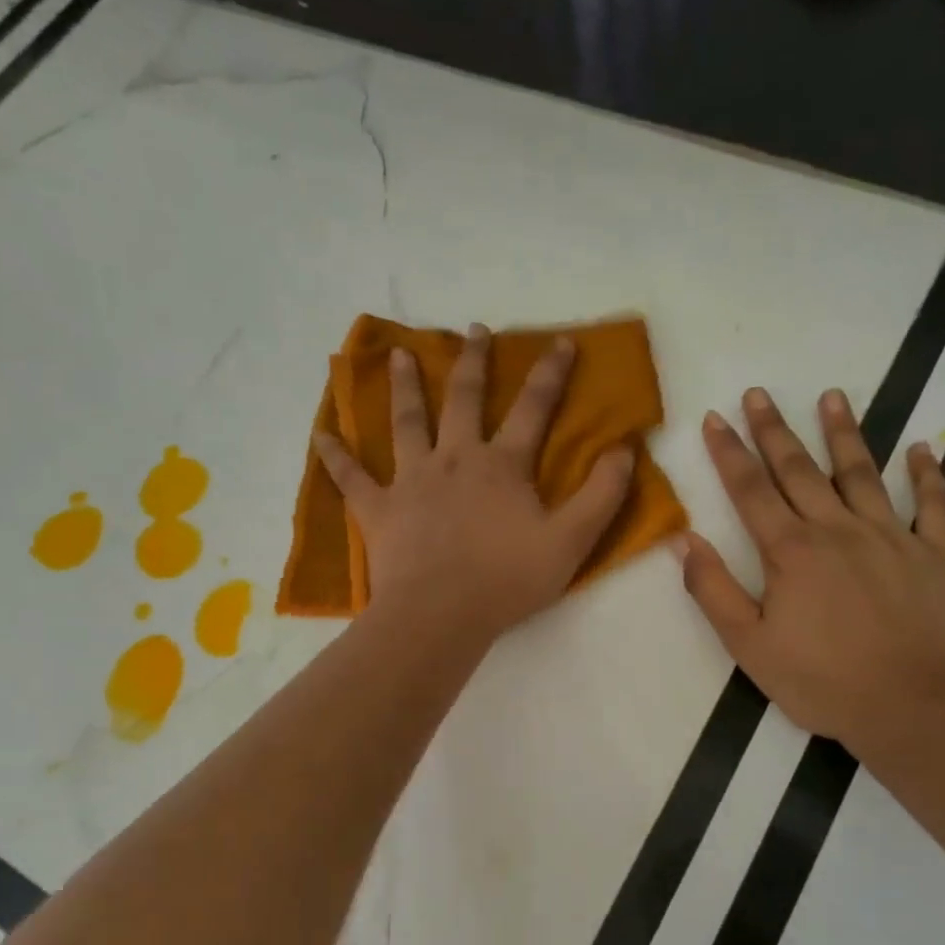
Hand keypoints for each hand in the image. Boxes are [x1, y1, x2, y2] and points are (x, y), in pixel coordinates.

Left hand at [314, 325, 635, 642]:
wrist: (440, 614)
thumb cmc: (508, 579)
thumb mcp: (572, 541)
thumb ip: (602, 495)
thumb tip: (624, 450)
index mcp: (502, 465)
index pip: (533, 409)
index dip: (551, 374)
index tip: (561, 342)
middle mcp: (454, 459)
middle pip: (463, 399)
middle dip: (473, 362)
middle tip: (474, 330)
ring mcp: (411, 481)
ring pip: (406, 422)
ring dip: (405, 386)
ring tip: (401, 355)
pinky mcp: (378, 509)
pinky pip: (351, 477)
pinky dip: (335, 455)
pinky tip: (320, 433)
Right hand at [676, 386, 944, 754]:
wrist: (910, 708)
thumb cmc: (821, 681)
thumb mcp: (749, 646)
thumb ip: (713, 590)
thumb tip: (685, 540)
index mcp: (791, 551)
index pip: (751, 490)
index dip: (729, 452)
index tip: (714, 417)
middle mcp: (839, 530)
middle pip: (800, 470)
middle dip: (774, 430)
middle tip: (759, 393)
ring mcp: (892, 538)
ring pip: (862, 474)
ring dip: (844, 434)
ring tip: (832, 397)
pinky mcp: (936, 555)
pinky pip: (934, 506)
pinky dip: (928, 475)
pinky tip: (921, 449)